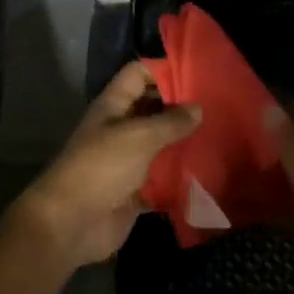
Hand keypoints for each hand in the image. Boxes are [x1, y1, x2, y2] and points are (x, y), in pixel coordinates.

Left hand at [7, 62, 201, 273]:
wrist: (71, 224)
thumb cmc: (101, 168)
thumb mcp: (138, 137)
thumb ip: (170, 121)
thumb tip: (197, 108)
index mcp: (113, 106)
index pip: (138, 74)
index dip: (164, 69)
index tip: (199, 73)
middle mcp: (121, 129)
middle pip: (154, 109)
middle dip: (183, 107)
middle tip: (221, 106)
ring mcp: (129, 161)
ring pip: (162, 144)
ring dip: (186, 142)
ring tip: (222, 136)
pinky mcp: (137, 190)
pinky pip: (164, 178)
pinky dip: (182, 175)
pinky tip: (211, 170)